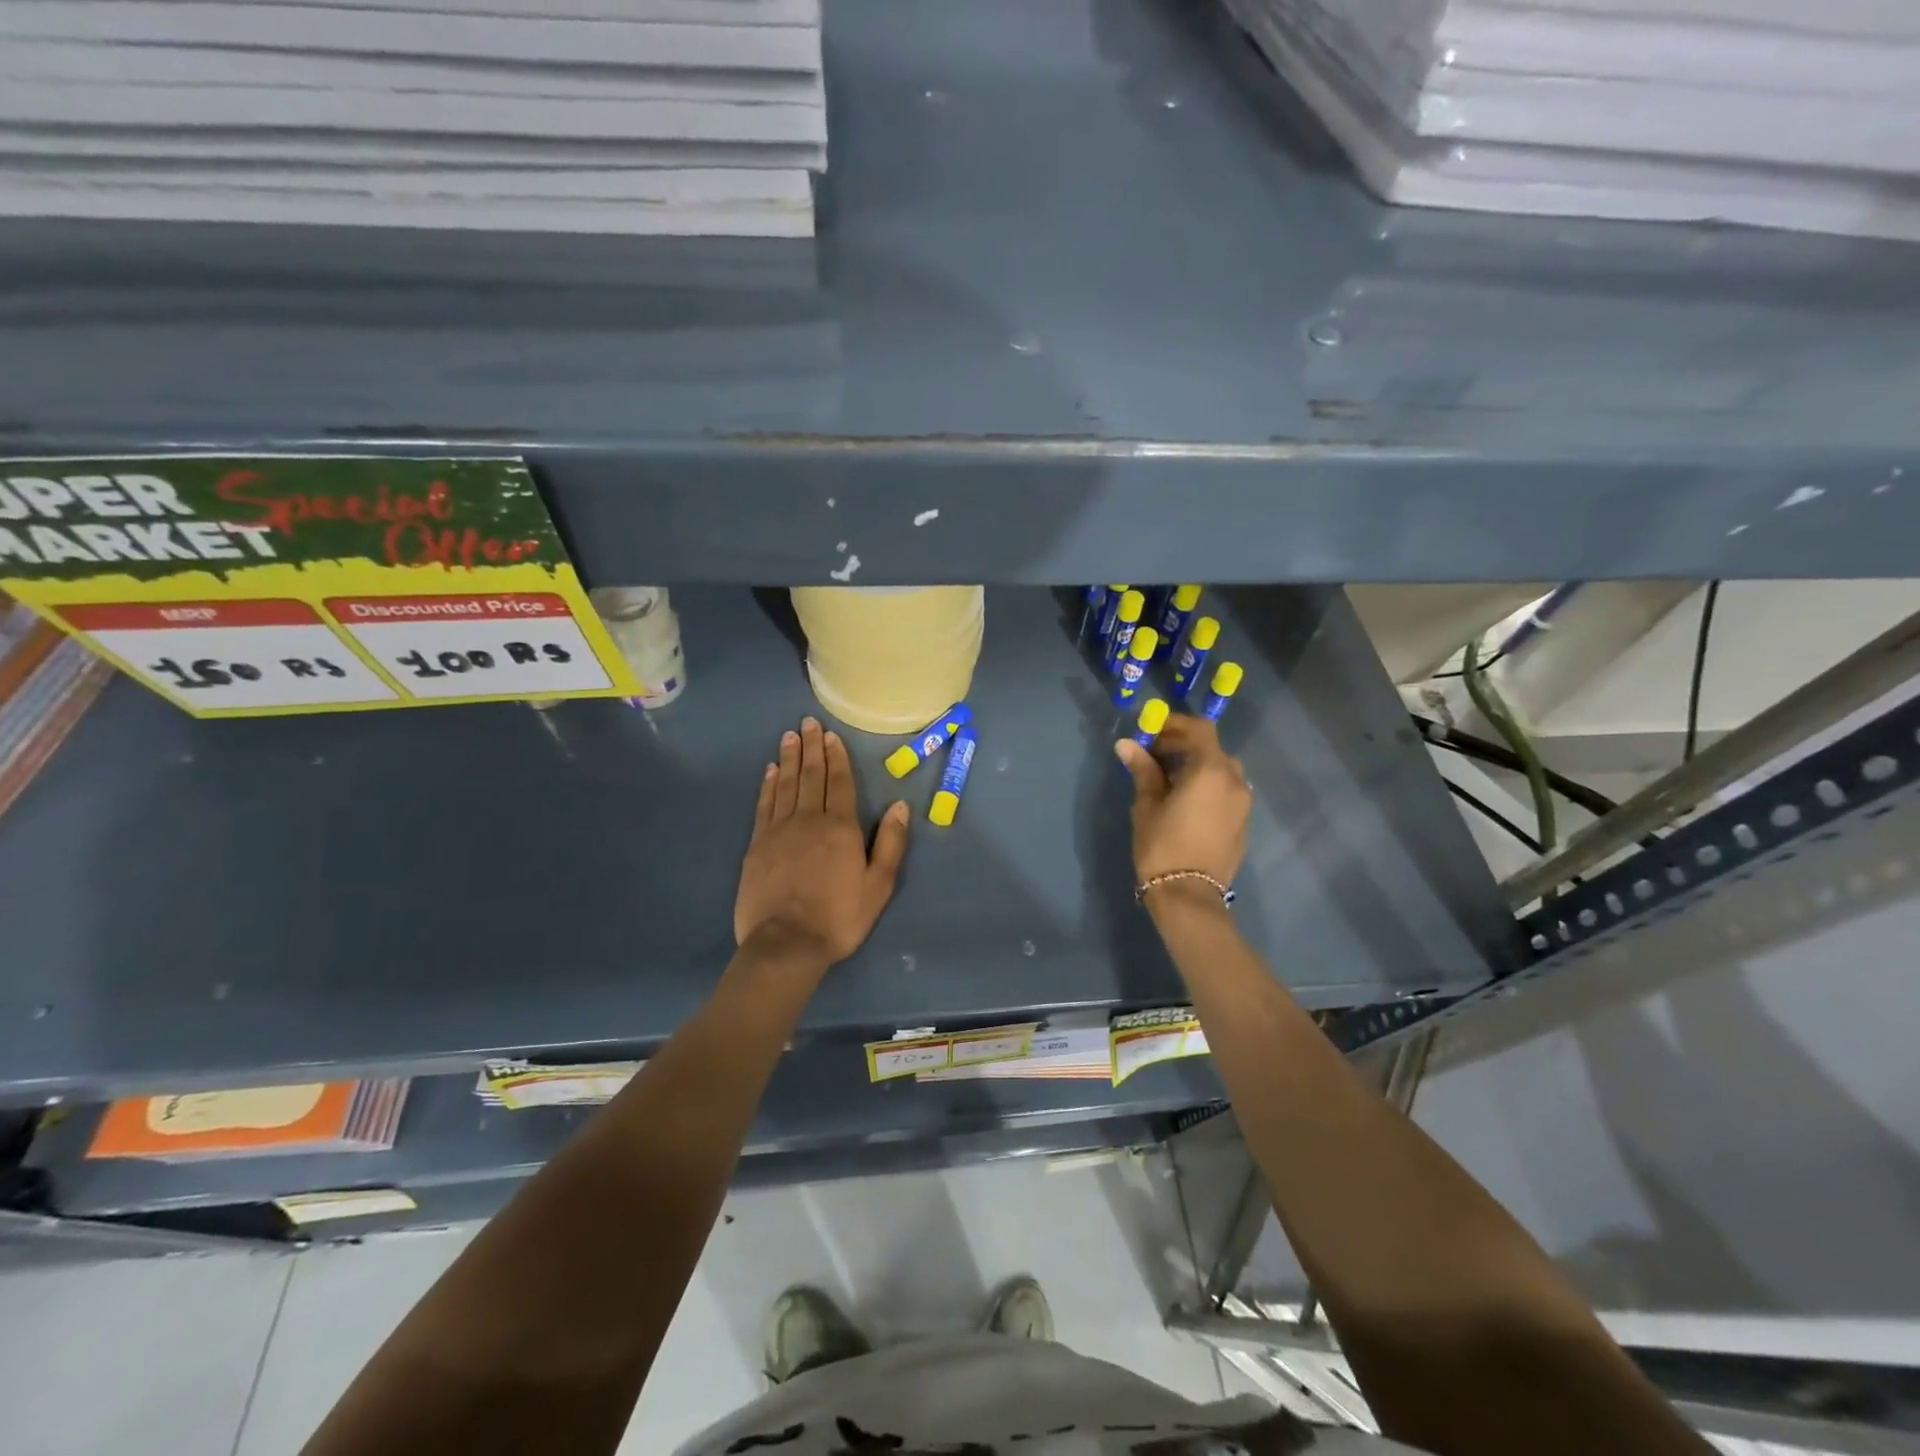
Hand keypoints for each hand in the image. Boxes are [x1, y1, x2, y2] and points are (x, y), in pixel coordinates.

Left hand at [734, 717, 910, 966]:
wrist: (786, 944)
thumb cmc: (839, 917)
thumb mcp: (878, 886)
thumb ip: (891, 844)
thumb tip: (900, 806)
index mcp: (840, 827)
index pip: (839, 782)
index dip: (836, 757)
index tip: (830, 735)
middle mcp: (809, 819)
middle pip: (810, 776)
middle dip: (811, 748)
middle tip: (807, 723)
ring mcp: (779, 831)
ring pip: (786, 784)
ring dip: (789, 759)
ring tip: (789, 737)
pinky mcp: (757, 845)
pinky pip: (765, 805)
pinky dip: (768, 785)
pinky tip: (769, 771)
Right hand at [1115, 714, 1250, 893]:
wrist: (1189, 895)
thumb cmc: (1162, 845)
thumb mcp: (1147, 805)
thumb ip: (1143, 770)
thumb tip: (1127, 744)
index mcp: (1211, 770)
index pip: (1200, 729)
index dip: (1175, 724)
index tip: (1151, 732)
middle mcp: (1234, 781)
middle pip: (1212, 748)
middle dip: (1184, 746)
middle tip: (1154, 756)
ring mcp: (1243, 803)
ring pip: (1221, 770)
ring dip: (1197, 766)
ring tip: (1169, 781)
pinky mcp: (1243, 822)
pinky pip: (1226, 791)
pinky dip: (1208, 785)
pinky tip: (1185, 803)